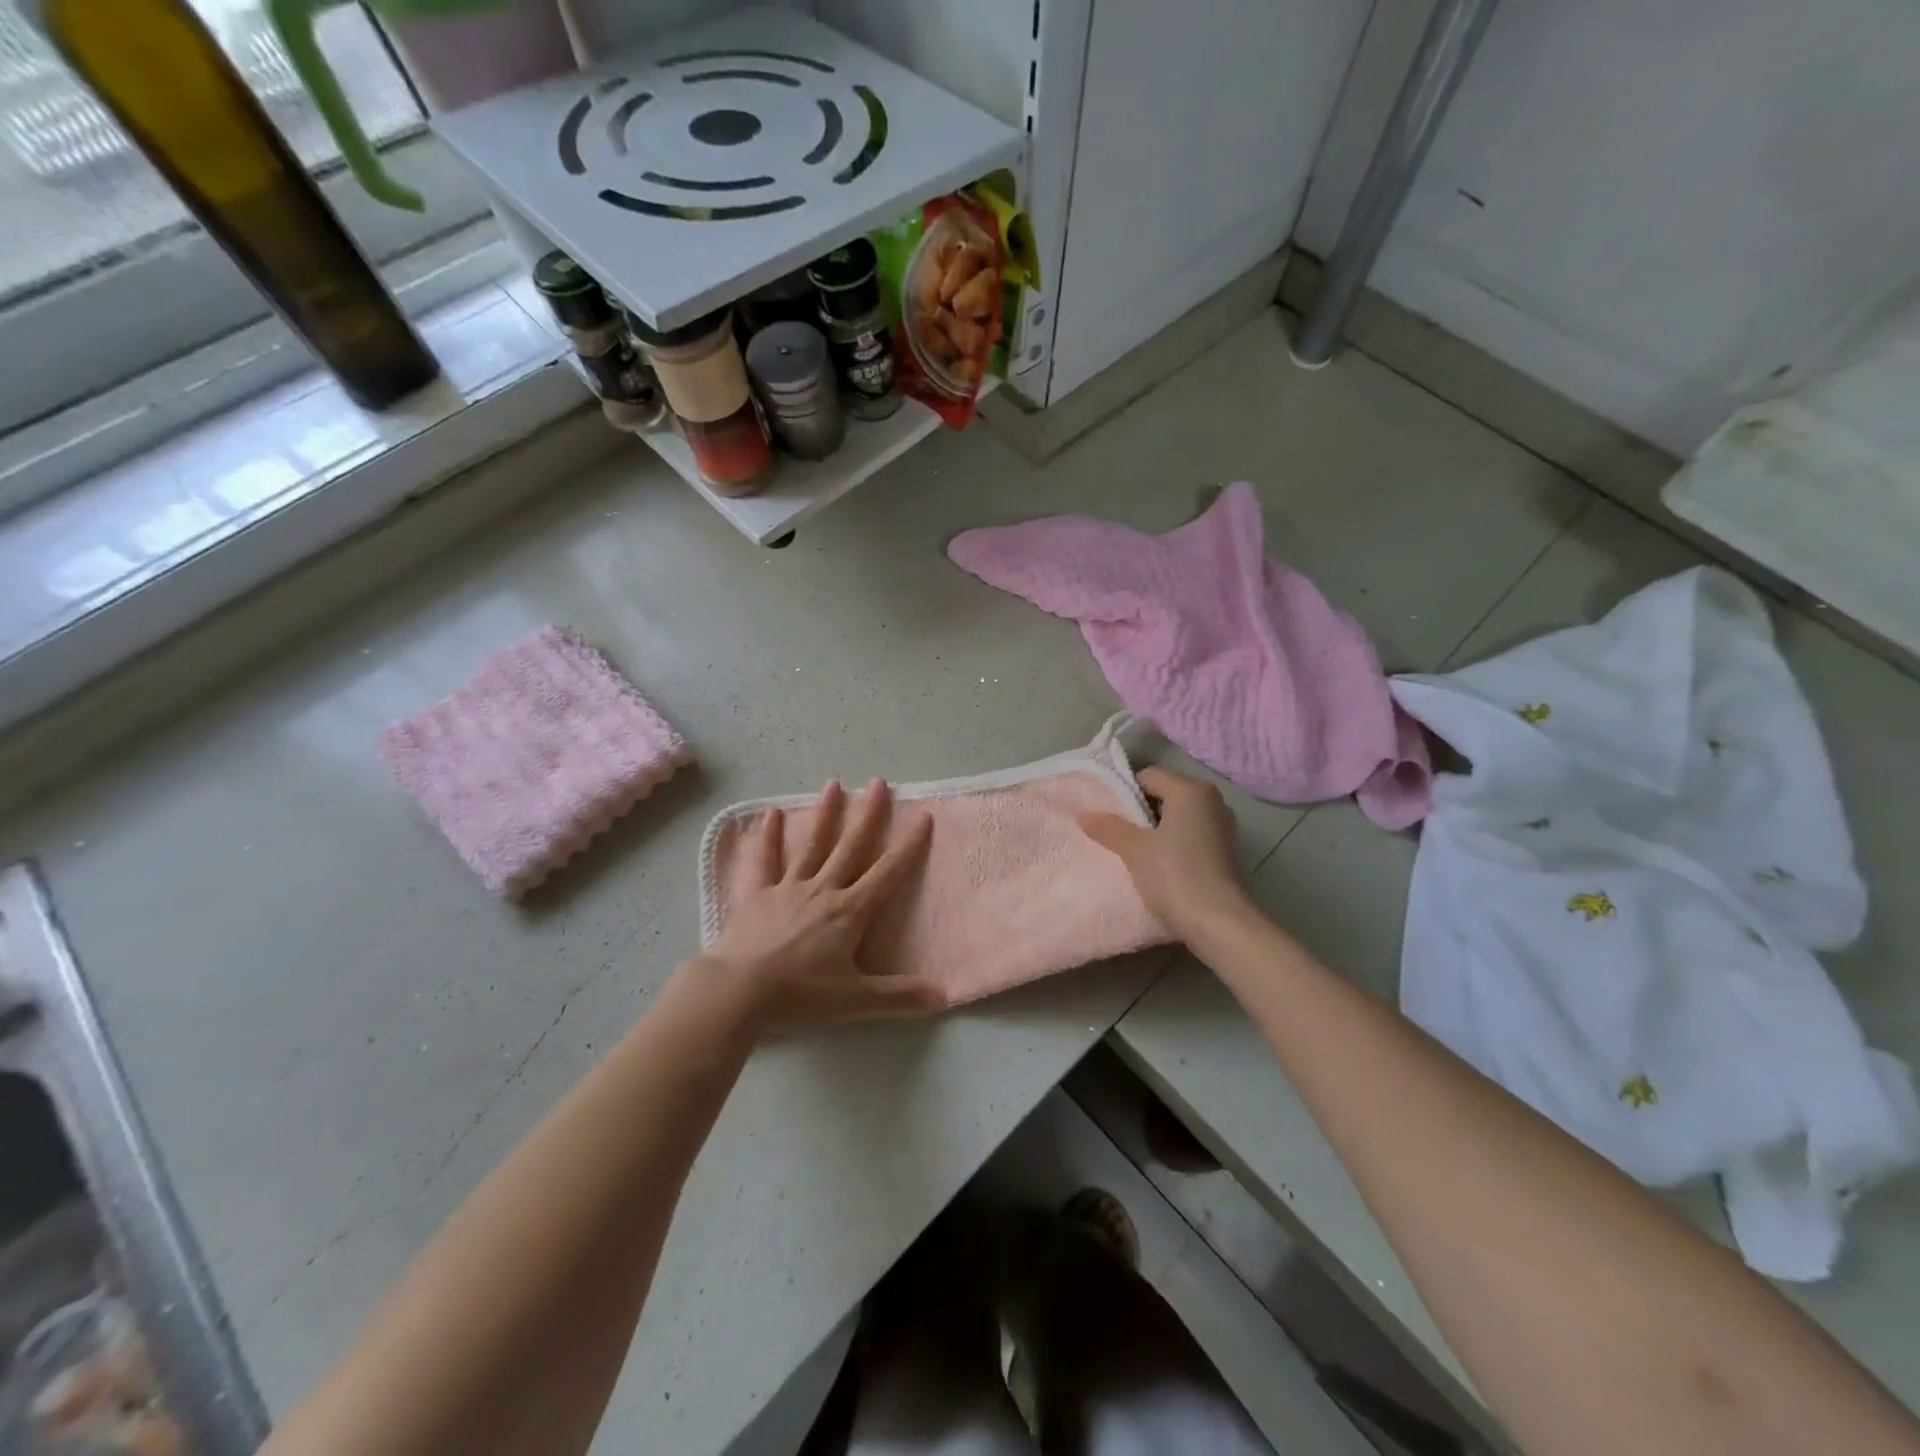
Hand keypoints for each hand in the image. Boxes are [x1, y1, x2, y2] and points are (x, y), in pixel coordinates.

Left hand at [693, 779, 940, 1032]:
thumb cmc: (801, 994)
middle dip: (868, 815)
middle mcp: (823, 890)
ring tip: (833, 784)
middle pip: (851, 847)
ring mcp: (788, 888)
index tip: (922, 816)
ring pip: (812, 845)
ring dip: (824, 814)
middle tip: (878, 783)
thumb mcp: (856, 1000)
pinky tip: (772, 813)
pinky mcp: (758, 894)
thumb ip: (900, 996)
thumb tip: (944, 995)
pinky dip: (768, 837)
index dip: (908, 846)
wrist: (739, 990)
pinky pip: (765, 860)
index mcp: (850, 911)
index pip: (888, 873)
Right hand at [1078, 767, 1250, 941]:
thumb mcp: (1134, 850)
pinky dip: (1172, 842)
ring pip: (1177, 816)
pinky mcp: (1225, 851)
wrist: (1218, 923)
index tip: (1106, 814)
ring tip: (1133, 850)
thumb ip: (1109, 827)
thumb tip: (1084, 814)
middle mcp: (1212, 801)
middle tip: (1114, 832)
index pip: (1148, 776)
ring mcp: (1222, 826)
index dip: (1123, 792)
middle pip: (1164, 794)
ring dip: (1155, 829)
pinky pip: (1190, 834)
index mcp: (1191, 790)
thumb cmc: (1175, 876)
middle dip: (1139, 811)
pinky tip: (1157, 864)